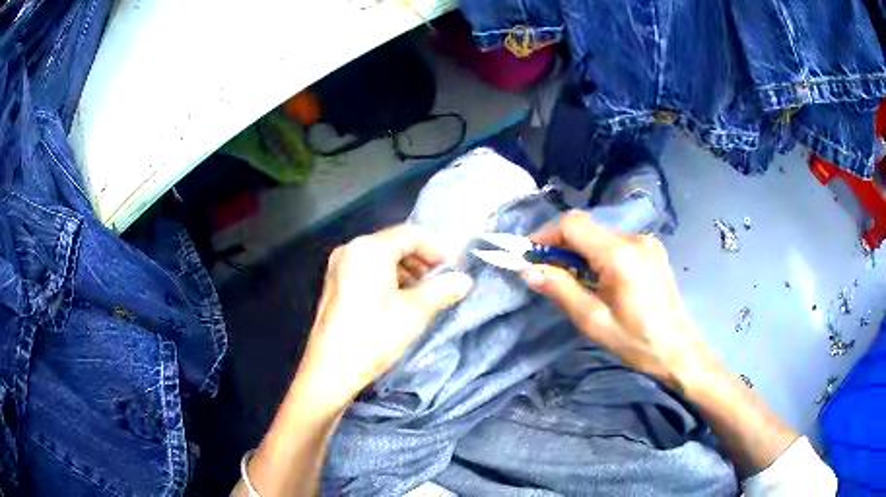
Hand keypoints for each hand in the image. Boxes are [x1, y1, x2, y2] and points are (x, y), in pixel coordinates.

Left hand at [295, 224, 472, 412]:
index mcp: (369, 249)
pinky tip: (401, 298)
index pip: (412, 234)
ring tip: (425, 291)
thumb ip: (442, 290)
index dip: (438, 248)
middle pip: (395, 242)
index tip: (456, 266)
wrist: (331, 369)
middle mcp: (351, 249)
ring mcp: (339, 265)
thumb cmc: (373, 337)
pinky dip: (388, 276)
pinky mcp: (335, 282)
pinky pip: (367, 268)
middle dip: (422, 258)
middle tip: (443, 279)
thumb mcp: (414, 313)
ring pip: (381, 256)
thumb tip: (464, 280)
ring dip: (407, 268)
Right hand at [522, 211, 713, 391]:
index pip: (573, 224)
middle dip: (562, 245)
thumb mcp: (593, 320)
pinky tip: (601, 280)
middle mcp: (634, 238)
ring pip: (601, 235)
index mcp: (619, 254)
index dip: (546, 235)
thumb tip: (528, 269)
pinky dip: (599, 255)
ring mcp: (647, 242)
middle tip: (547, 273)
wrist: (679, 350)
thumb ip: (560, 289)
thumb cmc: (636, 341)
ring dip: (581, 251)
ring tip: (575, 281)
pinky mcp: (653, 250)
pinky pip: (617, 243)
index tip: (530, 256)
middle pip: (587, 228)